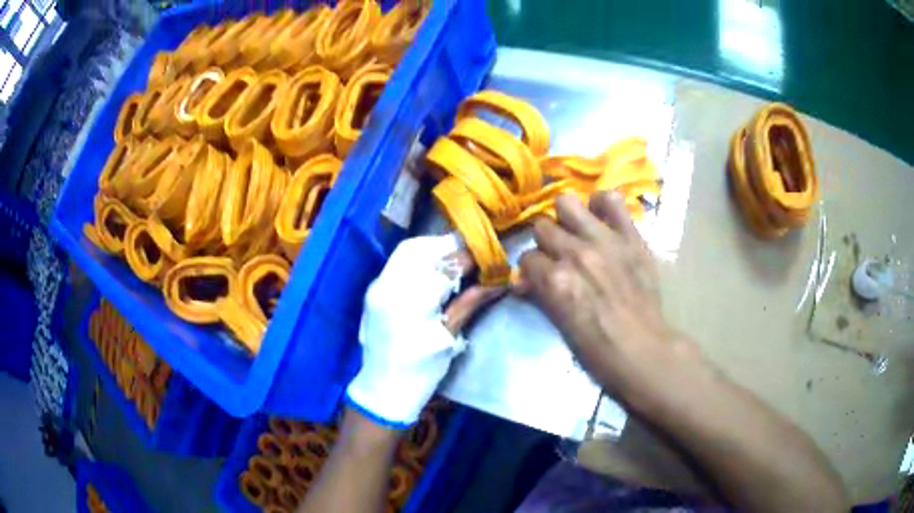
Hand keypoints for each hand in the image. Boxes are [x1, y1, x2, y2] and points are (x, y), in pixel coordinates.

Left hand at [347, 234, 503, 426]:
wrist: (383, 389)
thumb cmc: (420, 371)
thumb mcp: (449, 338)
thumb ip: (470, 302)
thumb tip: (499, 281)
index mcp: (408, 301)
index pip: (442, 266)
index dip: (467, 257)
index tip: (488, 255)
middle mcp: (387, 286)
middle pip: (419, 248)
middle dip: (447, 245)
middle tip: (472, 252)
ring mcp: (377, 286)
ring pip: (406, 251)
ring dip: (433, 248)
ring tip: (455, 258)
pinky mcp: (374, 290)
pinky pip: (397, 262)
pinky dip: (419, 258)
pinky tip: (435, 269)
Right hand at [517, 192, 699, 407]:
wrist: (643, 349)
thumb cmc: (597, 349)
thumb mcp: (559, 325)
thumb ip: (540, 295)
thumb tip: (522, 280)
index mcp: (555, 279)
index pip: (527, 258)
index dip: (531, 269)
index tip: (538, 277)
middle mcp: (575, 253)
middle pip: (542, 227)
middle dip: (545, 243)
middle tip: (557, 255)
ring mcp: (604, 240)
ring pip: (566, 204)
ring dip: (566, 218)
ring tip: (575, 231)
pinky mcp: (630, 236)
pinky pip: (611, 200)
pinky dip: (602, 204)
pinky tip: (600, 216)